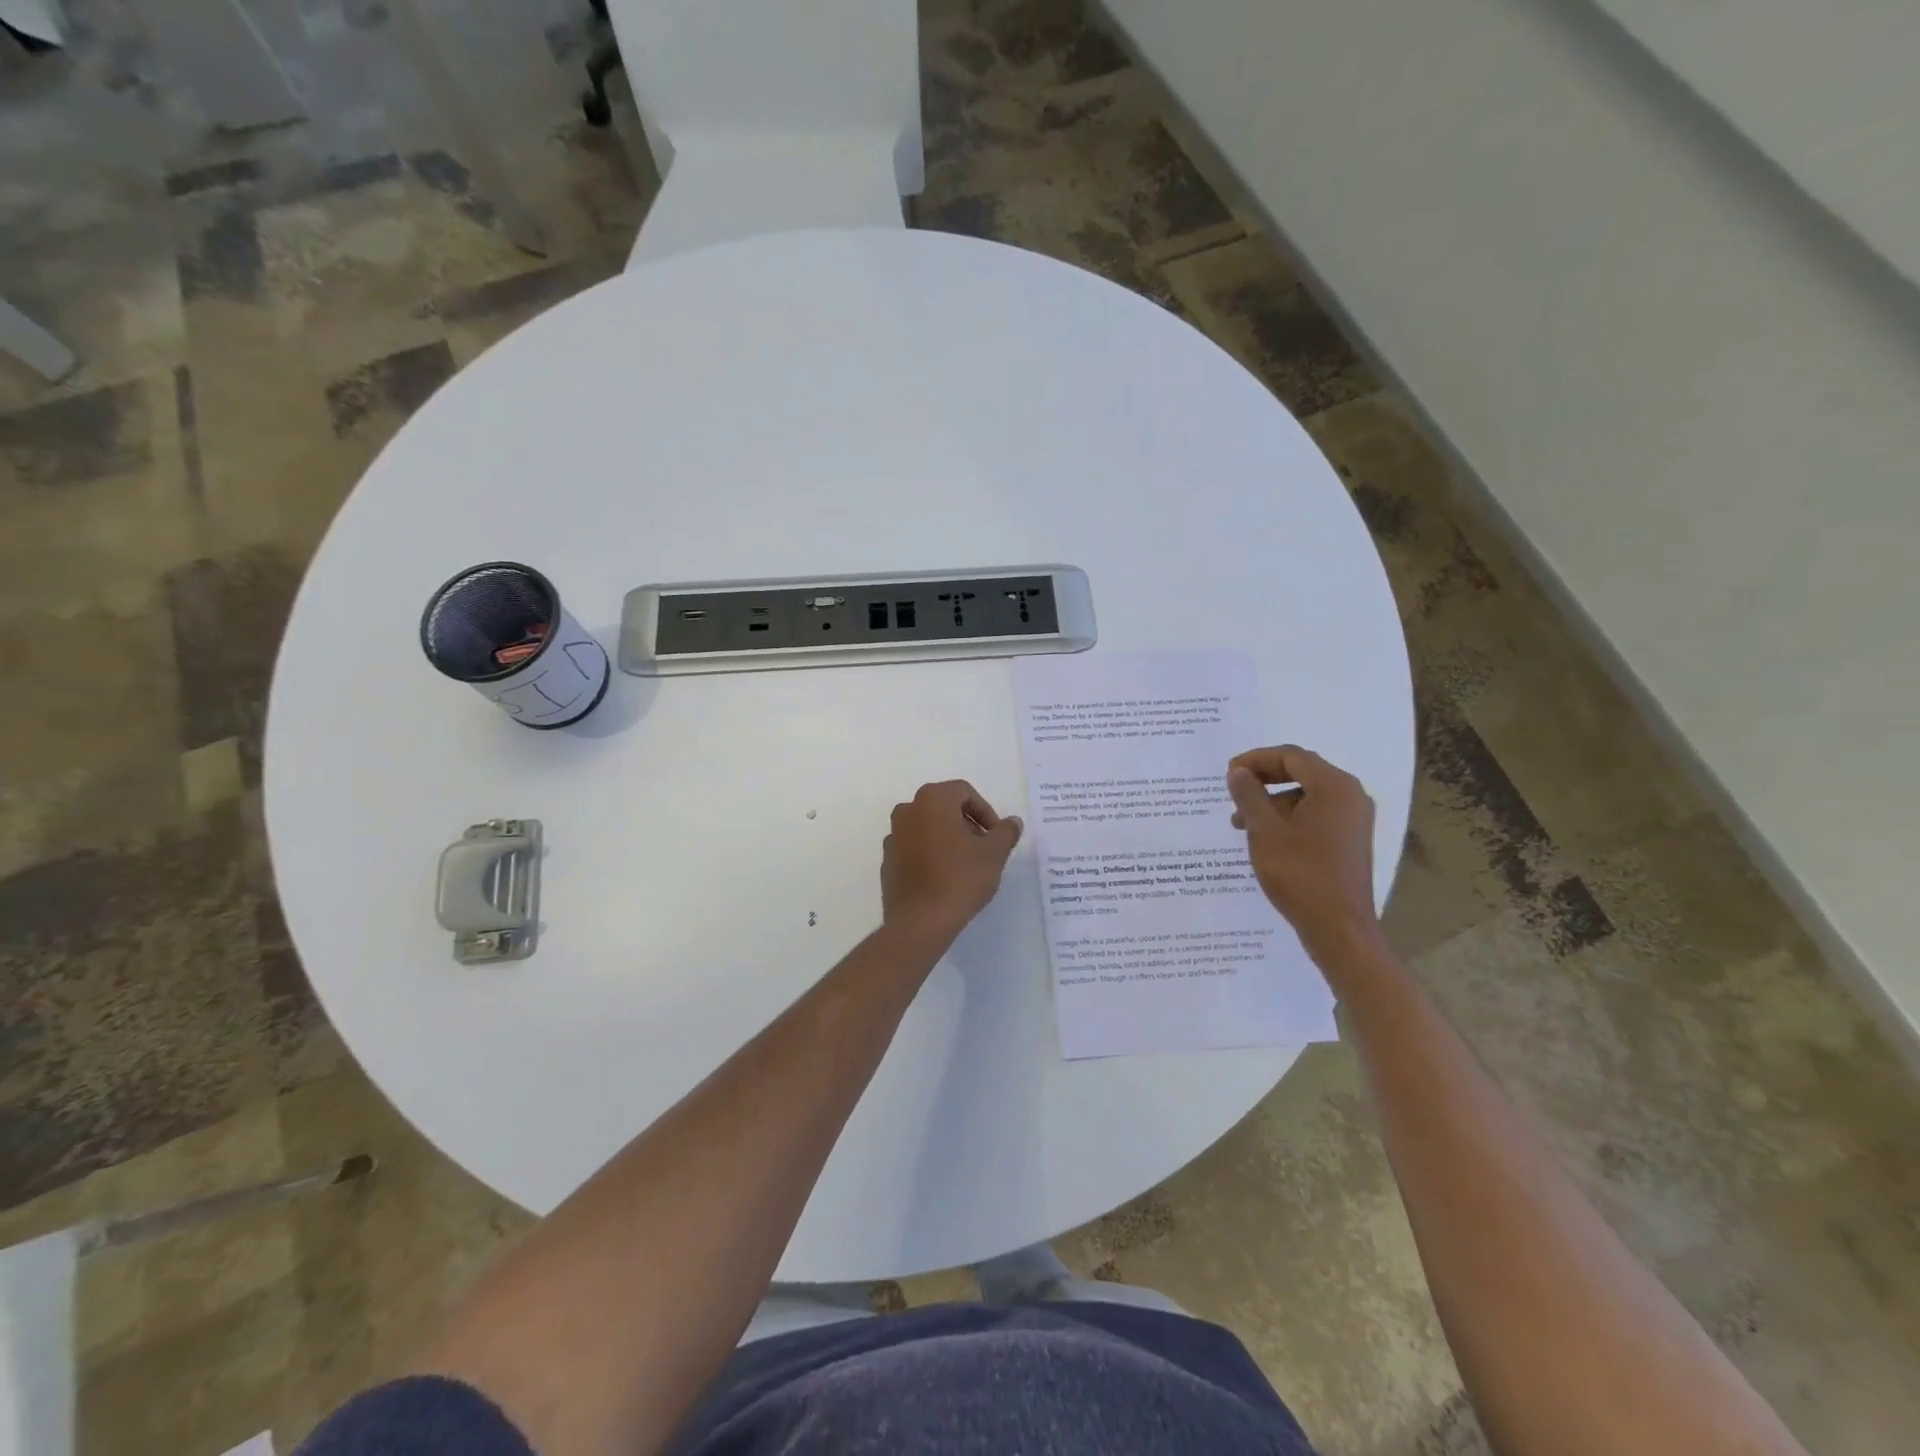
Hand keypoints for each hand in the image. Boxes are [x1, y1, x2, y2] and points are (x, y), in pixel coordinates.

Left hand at [882, 781, 1022, 938]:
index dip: (986, 812)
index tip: (996, 836)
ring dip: (948, 838)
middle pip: (944, 807)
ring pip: (927, 827)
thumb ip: (1005, 832)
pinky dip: (930, 854)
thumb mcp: (994, 853)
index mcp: (932, 799)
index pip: (964, 792)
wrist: (920, 921)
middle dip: (967, 823)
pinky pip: (914, 848)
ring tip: (965, 864)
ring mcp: (893, 836)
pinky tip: (943, 877)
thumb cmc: (960, 878)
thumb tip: (1012, 822)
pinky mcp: (887, 861)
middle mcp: (907, 810)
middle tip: (984, 848)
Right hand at [1227, 746, 1380, 961]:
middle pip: (1302, 772)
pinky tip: (1265, 837)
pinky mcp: (1349, 841)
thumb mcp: (1265, 831)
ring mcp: (1353, 820)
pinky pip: (1316, 814)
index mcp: (1334, 787)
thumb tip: (1239, 773)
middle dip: (1264, 779)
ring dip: (1272, 801)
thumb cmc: (1300, 874)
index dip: (1256, 759)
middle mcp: (1351, 796)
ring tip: (1241, 823)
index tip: (1228, 773)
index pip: (1291, 756)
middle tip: (1233, 791)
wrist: (1338, 928)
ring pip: (1307, 795)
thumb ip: (1249, 796)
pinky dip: (1288, 817)